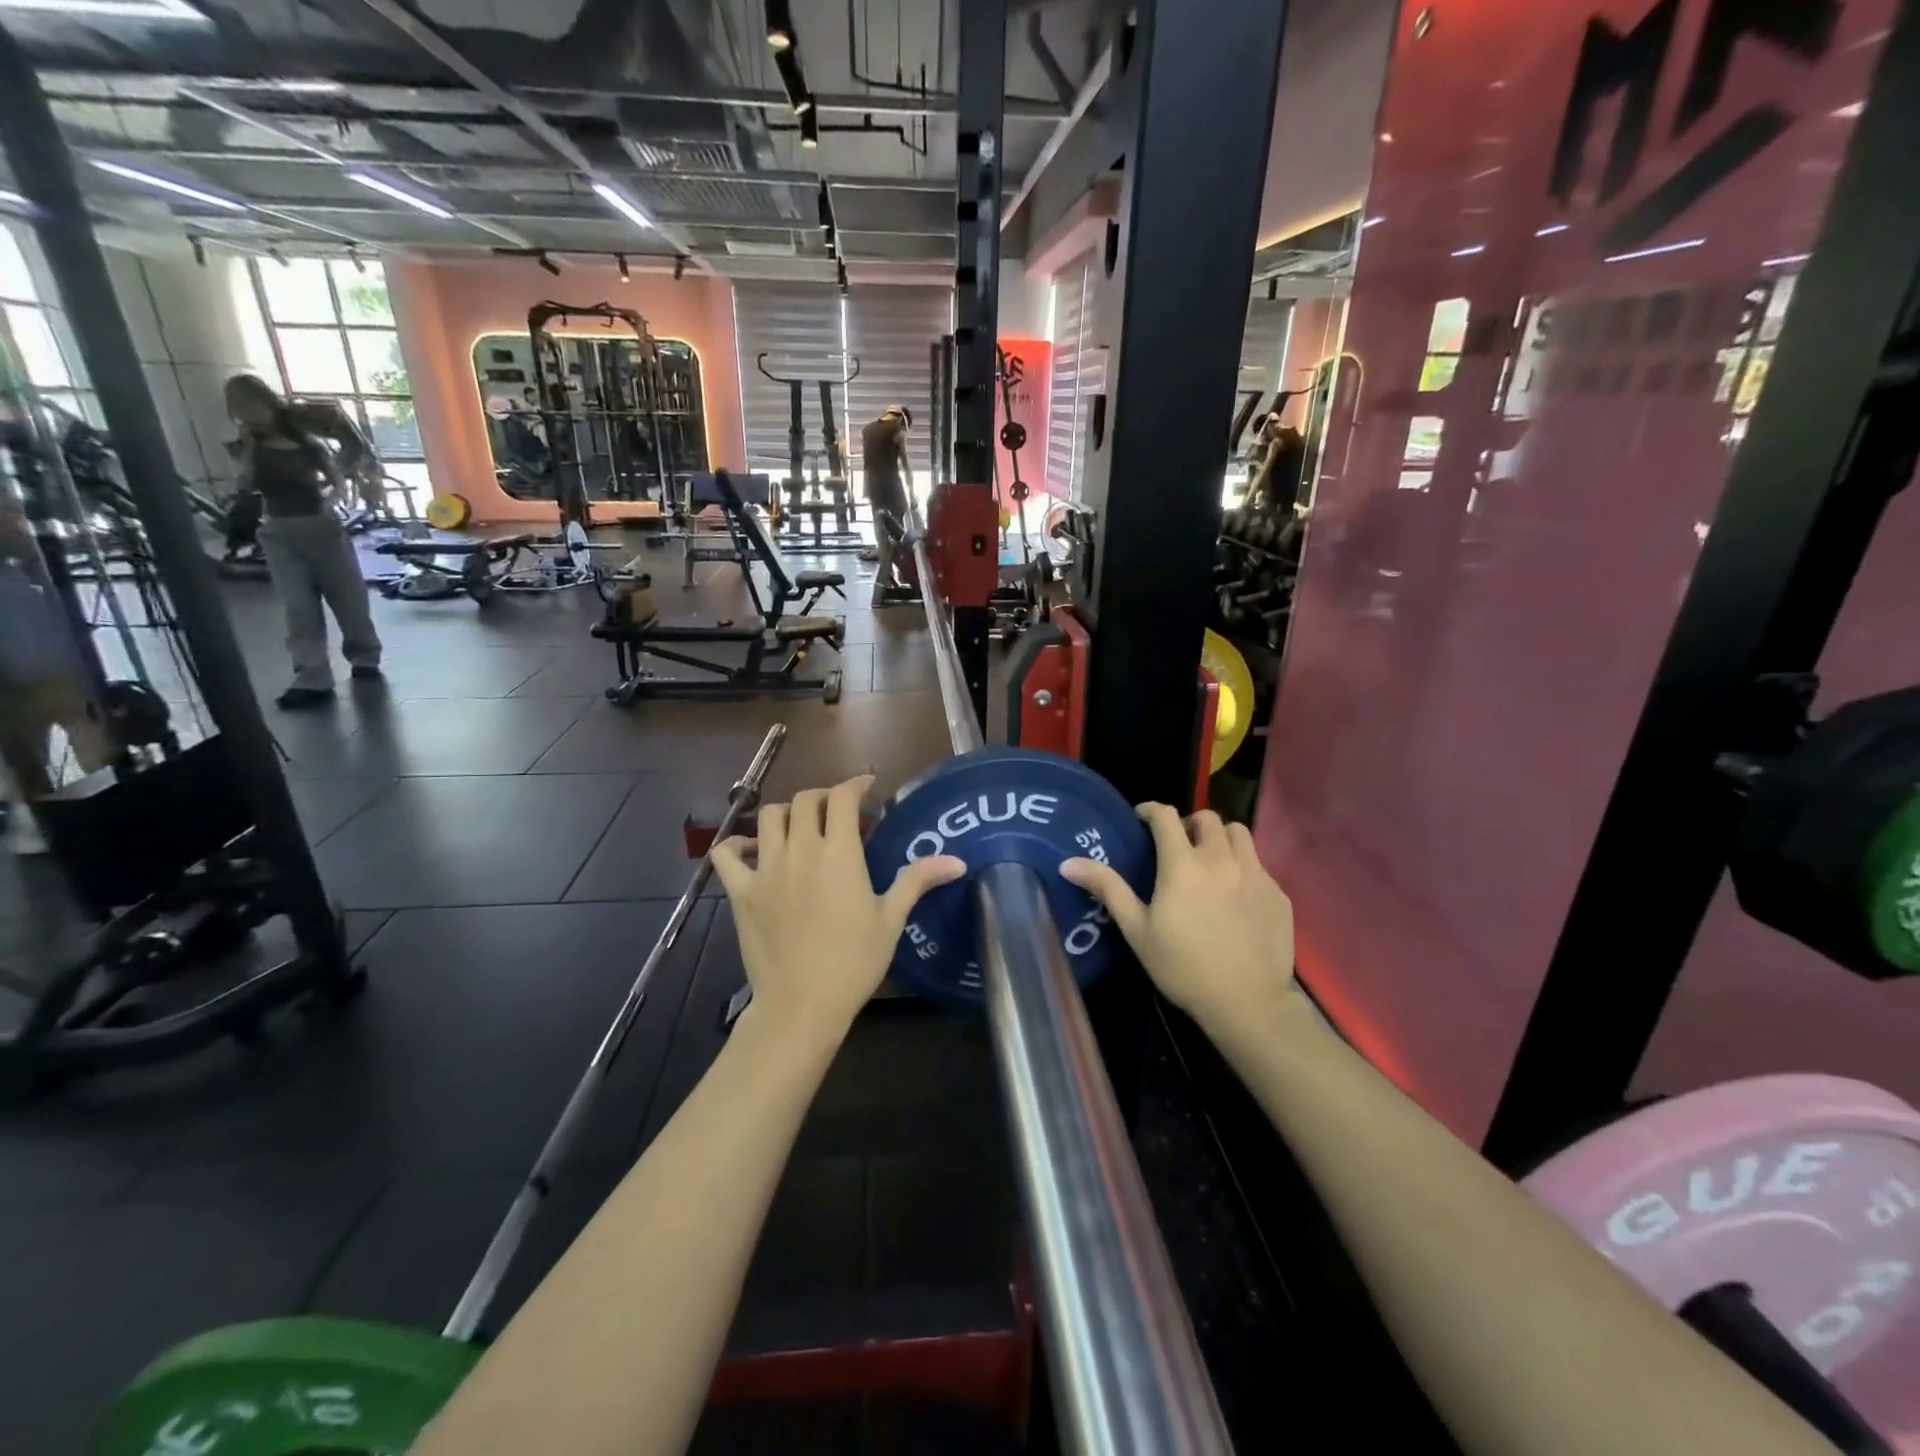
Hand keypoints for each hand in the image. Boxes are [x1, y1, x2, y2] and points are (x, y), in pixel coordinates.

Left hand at [712, 776, 964, 1038]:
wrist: (801, 1005)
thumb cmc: (853, 963)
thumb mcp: (891, 920)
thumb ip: (917, 880)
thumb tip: (958, 861)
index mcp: (839, 854)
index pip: (842, 798)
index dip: (855, 784)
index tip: (867, 786)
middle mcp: (800, 851)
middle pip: (805, 800)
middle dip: (824, 796)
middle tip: (837, 810)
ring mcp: (765, 869)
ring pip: (769, 817)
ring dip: (787, 813)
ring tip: (800, 827)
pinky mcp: (740, 892)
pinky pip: (727, 854)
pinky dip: (736, 845)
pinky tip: (752, 851)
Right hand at [1061, 806, 1295, 1035]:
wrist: (1247, 1002)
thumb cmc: (1183, 967)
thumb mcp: (1137, 930)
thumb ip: (1107, 889)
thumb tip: (1068, 863)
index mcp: (1183, 864)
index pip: (1166, 816)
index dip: (1151, 810)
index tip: (1141, 819)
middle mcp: (1221, 858)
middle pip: (1207, 818)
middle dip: (1188, 823)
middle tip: (1177, 845)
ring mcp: (1255, 874)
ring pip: (1238, 833)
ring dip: (1220, 838)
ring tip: (1209, 860)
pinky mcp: (1277, 893)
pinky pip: (1259, 864)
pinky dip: (1243, 867)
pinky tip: (1235, 895)